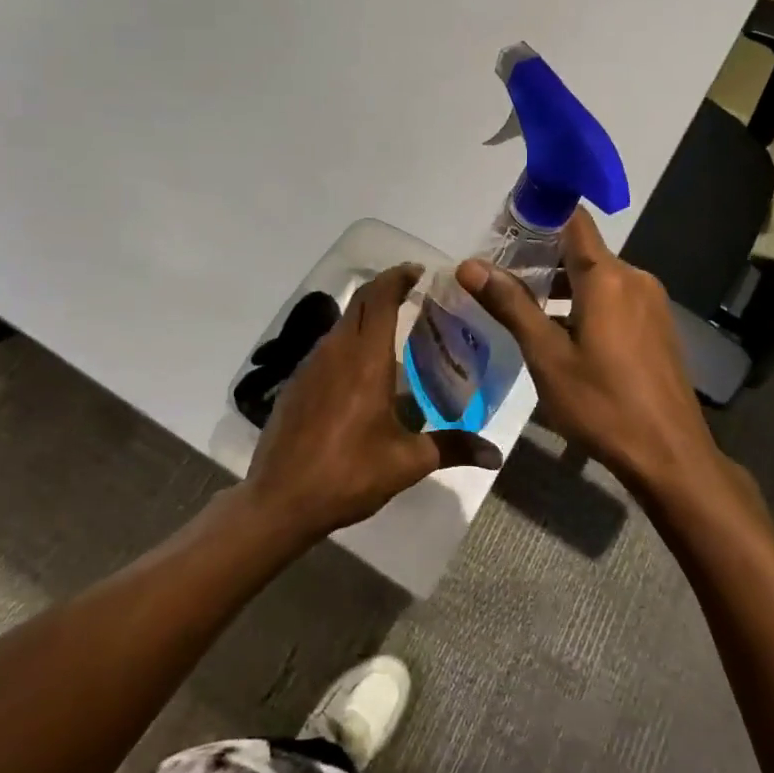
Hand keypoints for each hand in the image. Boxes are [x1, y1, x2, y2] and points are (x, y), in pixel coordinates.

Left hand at [243, 264, 500, 542]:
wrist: (279, 501)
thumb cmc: (349, 474)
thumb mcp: (407, 462)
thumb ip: (453, 448)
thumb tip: (494, 456)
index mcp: (366, 359)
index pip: (380, 297)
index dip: (399, 277)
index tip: (420, 271)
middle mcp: (336, 351)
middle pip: (361, 303)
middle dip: (387, 290)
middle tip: (416, 296)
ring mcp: (311, 365)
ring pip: (342, 324)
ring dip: (367, 317)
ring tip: (396, 332)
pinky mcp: (296, 383)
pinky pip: (328, 347)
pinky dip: (349, 342)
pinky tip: (363, 372)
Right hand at [458, 212, 736, 504]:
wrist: (669, 455)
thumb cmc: (602, 404)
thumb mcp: (546, 356)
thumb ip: (511, 304)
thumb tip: (469, 264)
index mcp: (607, 277)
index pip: (572, 220)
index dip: (540, 214)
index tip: (505, 224)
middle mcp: (634, 279)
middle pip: (583, 251)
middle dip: (542, 257)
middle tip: (501, 275)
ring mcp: (652, 303)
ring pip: (600, 278)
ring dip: (563, 285)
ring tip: (524, 305)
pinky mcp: (658, 327)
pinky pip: (616, 299)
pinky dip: (587, 303)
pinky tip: (564, 332)